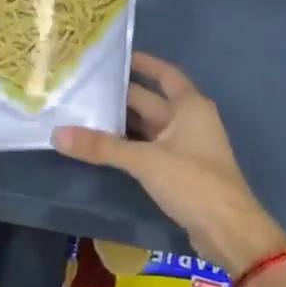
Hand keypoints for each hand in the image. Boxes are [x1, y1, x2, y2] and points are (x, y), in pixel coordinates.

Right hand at [52, 52, 285, 277]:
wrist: (228, 230)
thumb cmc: (193, 182)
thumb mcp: (145, 161)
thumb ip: (102, 147)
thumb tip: (57, 134)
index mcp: (190, 106)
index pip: (165, 74)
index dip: (143, 63)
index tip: (114, 56)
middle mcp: (190, 120)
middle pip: (151, 101)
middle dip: (121, 95)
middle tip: (84, 87)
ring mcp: (186, 147)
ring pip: (148, 127)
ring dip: (122, 123)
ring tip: (85, 114)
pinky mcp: (180, 171)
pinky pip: (149, 148)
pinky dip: (129, 145)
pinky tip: (103, 147)